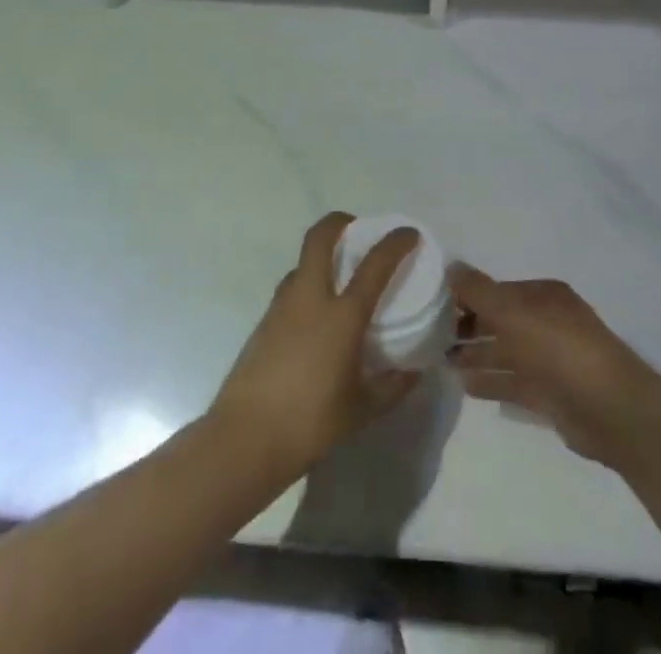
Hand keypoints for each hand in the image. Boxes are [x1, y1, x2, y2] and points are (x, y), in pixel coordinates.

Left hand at [210, 213, 422, 479]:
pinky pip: (290, 287)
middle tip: (356, 228)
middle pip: (321, 238)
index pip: (375, 264)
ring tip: (338, 275)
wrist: (245, 438)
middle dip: (339, 222)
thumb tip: (415, 370)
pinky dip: (307, 284)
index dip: (396, 243)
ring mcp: (282, 306)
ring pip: (302, 261)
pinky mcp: (264, 320)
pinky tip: (315, 315)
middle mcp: (311, 298)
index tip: (410, 234)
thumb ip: (393, 386)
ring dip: (321, 255)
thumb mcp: (363, 410)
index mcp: (342, 315)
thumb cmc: (311, 423)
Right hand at [449, 264, 660, 467]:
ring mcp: (550, 360)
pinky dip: (491, 382)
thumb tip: (450, 266)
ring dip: (476, 355)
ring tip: (441, 361)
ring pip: (505, 352)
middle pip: (500, 321)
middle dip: (469, 327)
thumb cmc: (558, 348)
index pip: (497, 290)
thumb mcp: (512, 312)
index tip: (434, 305)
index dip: (467, 296)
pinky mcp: (551, 395)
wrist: (611, 409)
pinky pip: (513, 382)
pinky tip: (465, 385)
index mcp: (542, 296)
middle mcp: (547, 322)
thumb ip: (479, 291)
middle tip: (431, 336)